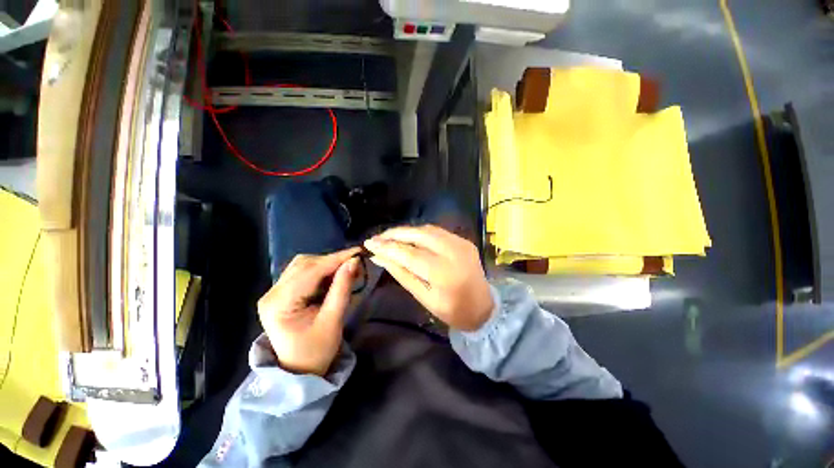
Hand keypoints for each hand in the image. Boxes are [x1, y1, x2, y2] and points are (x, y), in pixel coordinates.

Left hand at [257, 248, 361, 375]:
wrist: (299, 371)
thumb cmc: (316, 351)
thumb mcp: (333, 321)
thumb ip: (342, 289)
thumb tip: (353, 262)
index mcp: (279, 304)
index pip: (310, 271)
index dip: (335, 259)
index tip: (357, 251)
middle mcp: (272, 294)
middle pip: (304, 264)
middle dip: (332, 260)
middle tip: (355, 262)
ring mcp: (274, 292)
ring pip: (303, 265)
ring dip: (327, 264)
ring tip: (346, 269)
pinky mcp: (281, 293)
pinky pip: (302, 272)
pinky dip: (321, 270)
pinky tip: (334, 276)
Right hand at [364, 225, 493, 330]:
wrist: (484, 307)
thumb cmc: (452, 310)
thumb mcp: (424, 297)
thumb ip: (402, 274)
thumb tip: (379, 257)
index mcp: (444, 273)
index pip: (409, 253)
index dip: (387, 247)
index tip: (368, 243)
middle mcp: (453, 252)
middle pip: (418, 234)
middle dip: (395, 233)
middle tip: (377, 238)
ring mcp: (461, 243)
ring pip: (427, 229)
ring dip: (406, 231)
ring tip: (389, 237)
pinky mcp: (463, 240)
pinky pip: (437, 231)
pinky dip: (419, 232)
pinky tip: (409, 238)